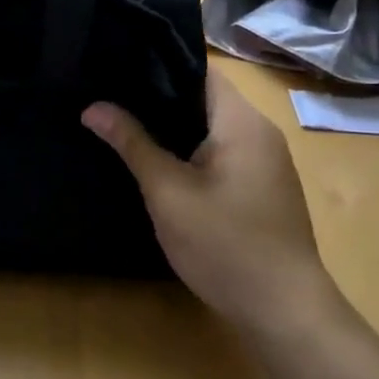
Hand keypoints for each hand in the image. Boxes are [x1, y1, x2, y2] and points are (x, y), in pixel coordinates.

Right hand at [83, 69, 320, 329]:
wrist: (285, 314)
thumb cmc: (225, 244)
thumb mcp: (168, 193)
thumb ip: (132, 143)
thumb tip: (93, 107)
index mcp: (242, 121)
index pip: (200, 70)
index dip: (159, 64)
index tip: (118, 66)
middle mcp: (261, 132)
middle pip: (205, 98)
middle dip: (159, 97)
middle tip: (112, 95)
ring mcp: (267, 162)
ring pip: (213, 128)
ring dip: (176, 127)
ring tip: (127, 122)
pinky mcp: (264, 188)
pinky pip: (224, 152)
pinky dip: (193, 150)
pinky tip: (162, 163)